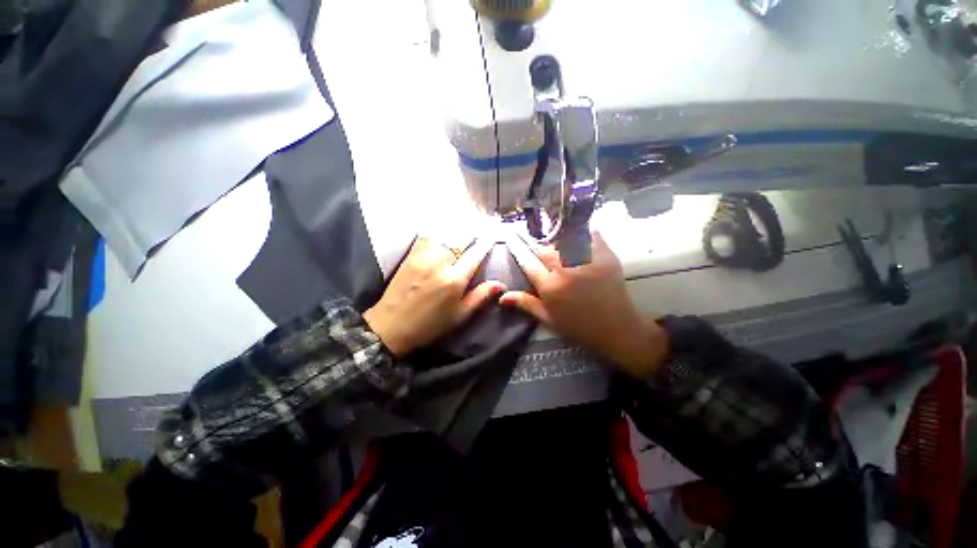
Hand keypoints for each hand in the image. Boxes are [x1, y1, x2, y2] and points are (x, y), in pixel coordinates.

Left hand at [363, 237, 504, 356]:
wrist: (391, 326)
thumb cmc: (430, 325)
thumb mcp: (459, 316)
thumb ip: (480, 297)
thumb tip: (500, 284)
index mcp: (454, 279)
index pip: (475, 254)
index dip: (486, 243)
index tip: (493, 235)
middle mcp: (440, 262)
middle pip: (461, 238)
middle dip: (473, 233)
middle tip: (481, 229)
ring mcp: (423, 256)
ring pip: (445, 234)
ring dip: (457, 231)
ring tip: (465, 230)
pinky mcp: (411, 255)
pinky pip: (428, 236)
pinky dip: (438, 232)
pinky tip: (443, 233)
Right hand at [500, 233, 668, 377]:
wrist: (616, 328)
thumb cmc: (578, 325)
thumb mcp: (548, 318)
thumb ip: (526, 304)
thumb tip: (502, 297)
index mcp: (550, 287)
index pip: (528, 262)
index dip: (518, 249)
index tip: (511, 238)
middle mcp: (565, 270)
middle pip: (545, 249)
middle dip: (536, 244)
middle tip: (532, 239)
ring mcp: (586, 261)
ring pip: (565, 239)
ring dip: (556, 236)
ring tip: (552, 233)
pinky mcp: (604, 256)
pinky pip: (591, 236)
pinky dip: (583, 231)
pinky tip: (578, 230)